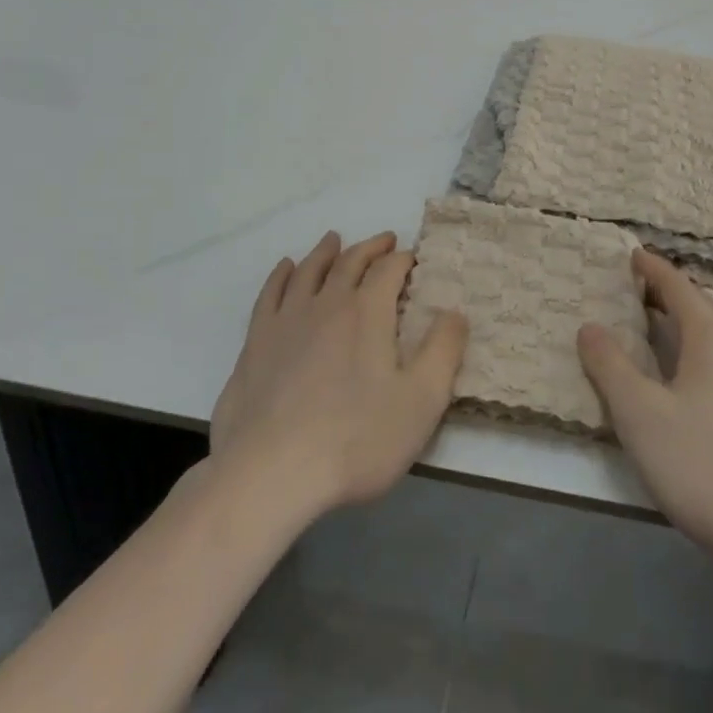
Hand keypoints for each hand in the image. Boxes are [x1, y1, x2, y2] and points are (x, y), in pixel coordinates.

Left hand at [210, 231, 466, 518]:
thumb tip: (456, 312)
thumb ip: (444, 351)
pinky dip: (281, 275)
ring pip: (309, 270)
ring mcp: (287, 320)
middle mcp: (327, 303)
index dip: (404, 260)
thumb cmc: (356, 439)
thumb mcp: (421, 401)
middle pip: (350, 262)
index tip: (413, 259)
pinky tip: (286, 269)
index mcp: (368, 312)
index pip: (389, 270)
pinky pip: (270, 294)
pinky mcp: (256, 342)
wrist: (271, 472)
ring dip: (326, 252)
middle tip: (384, 240)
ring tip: (334, 240)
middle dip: (371, 248)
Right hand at [578, 250, 712, 576]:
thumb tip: (590, 326)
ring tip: (685, 323)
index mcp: (710, 339)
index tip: (635, 255)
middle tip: (648, 292)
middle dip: (677, 292)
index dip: (655, 270)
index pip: (679, 288)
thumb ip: (610, 366)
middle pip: (708, 305)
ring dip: (705, 316)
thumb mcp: (639, 416)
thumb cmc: (702, 466)